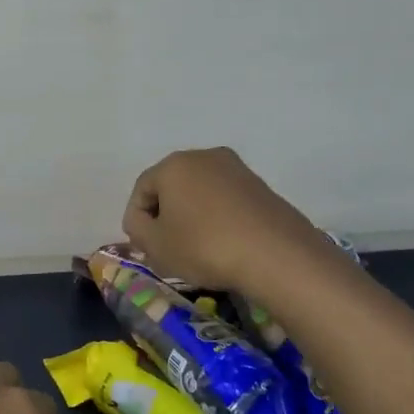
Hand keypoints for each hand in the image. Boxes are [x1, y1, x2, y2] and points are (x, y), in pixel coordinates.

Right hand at [122, 147, 329, 291]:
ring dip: (192, 218)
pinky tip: (222, 246)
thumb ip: (137, 230)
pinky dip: (217, 219)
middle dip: (164, 217)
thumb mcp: (155, 245)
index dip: (136, 221)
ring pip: (200, 194)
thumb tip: (142, 222)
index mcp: (173, 164)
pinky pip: (226, 201)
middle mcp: (204, 156)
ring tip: (195, 250)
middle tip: (166, 248)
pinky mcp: (261, 187)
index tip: (144, 248)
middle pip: (171, 187)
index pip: (141, 190)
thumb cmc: (205, 246)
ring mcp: (237, 169)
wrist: (278, 256)